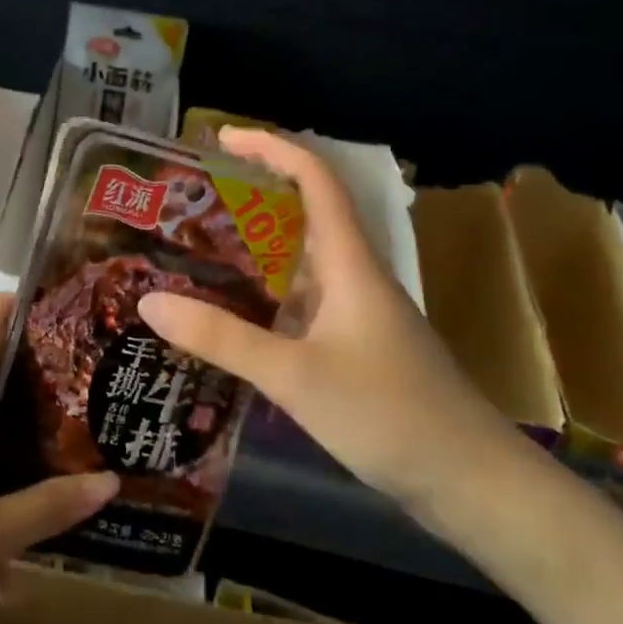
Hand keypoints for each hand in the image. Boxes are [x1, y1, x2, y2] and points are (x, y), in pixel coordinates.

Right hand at [139, 128, 516, 513]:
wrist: (475, 484)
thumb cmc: (390, 414)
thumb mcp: (294, 375)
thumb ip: (221, 338)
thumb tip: (147, 302)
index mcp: (350, 263)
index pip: (315, 179)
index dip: (271, 148)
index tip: (222, 139)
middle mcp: (355, 276)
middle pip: (304, 213)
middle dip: (251, 197)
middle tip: (193, 202)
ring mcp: (359, 314)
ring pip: (302, 262)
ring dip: (255, 248)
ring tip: (197, 251)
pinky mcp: (357, 347)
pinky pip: (303, 302)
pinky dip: (265, 296)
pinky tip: (232, 317)